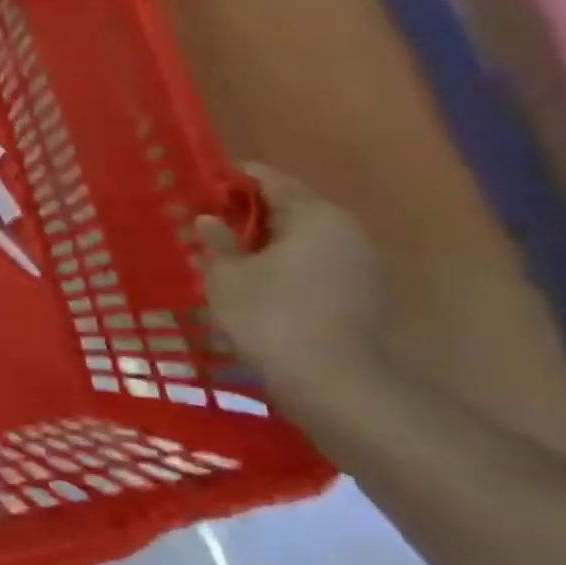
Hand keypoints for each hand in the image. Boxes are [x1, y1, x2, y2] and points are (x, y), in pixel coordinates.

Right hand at [196, 166, 383, 399]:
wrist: (333, 385)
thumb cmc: (271, 316)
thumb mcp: (227, 275)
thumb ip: (217, 240)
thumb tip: (209, 219)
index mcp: (314, 215)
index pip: (269, 180)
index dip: (231, 180)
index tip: (201, 189)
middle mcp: (346, 230)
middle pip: (291, 208)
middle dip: (249, 216)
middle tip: (210, 227)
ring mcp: (361, 265)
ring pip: (305, 240)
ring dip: (269, 245)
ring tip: (230, 259)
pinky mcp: (364, 296)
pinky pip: (317, 266)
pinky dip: (288, 268)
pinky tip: (260, 286)